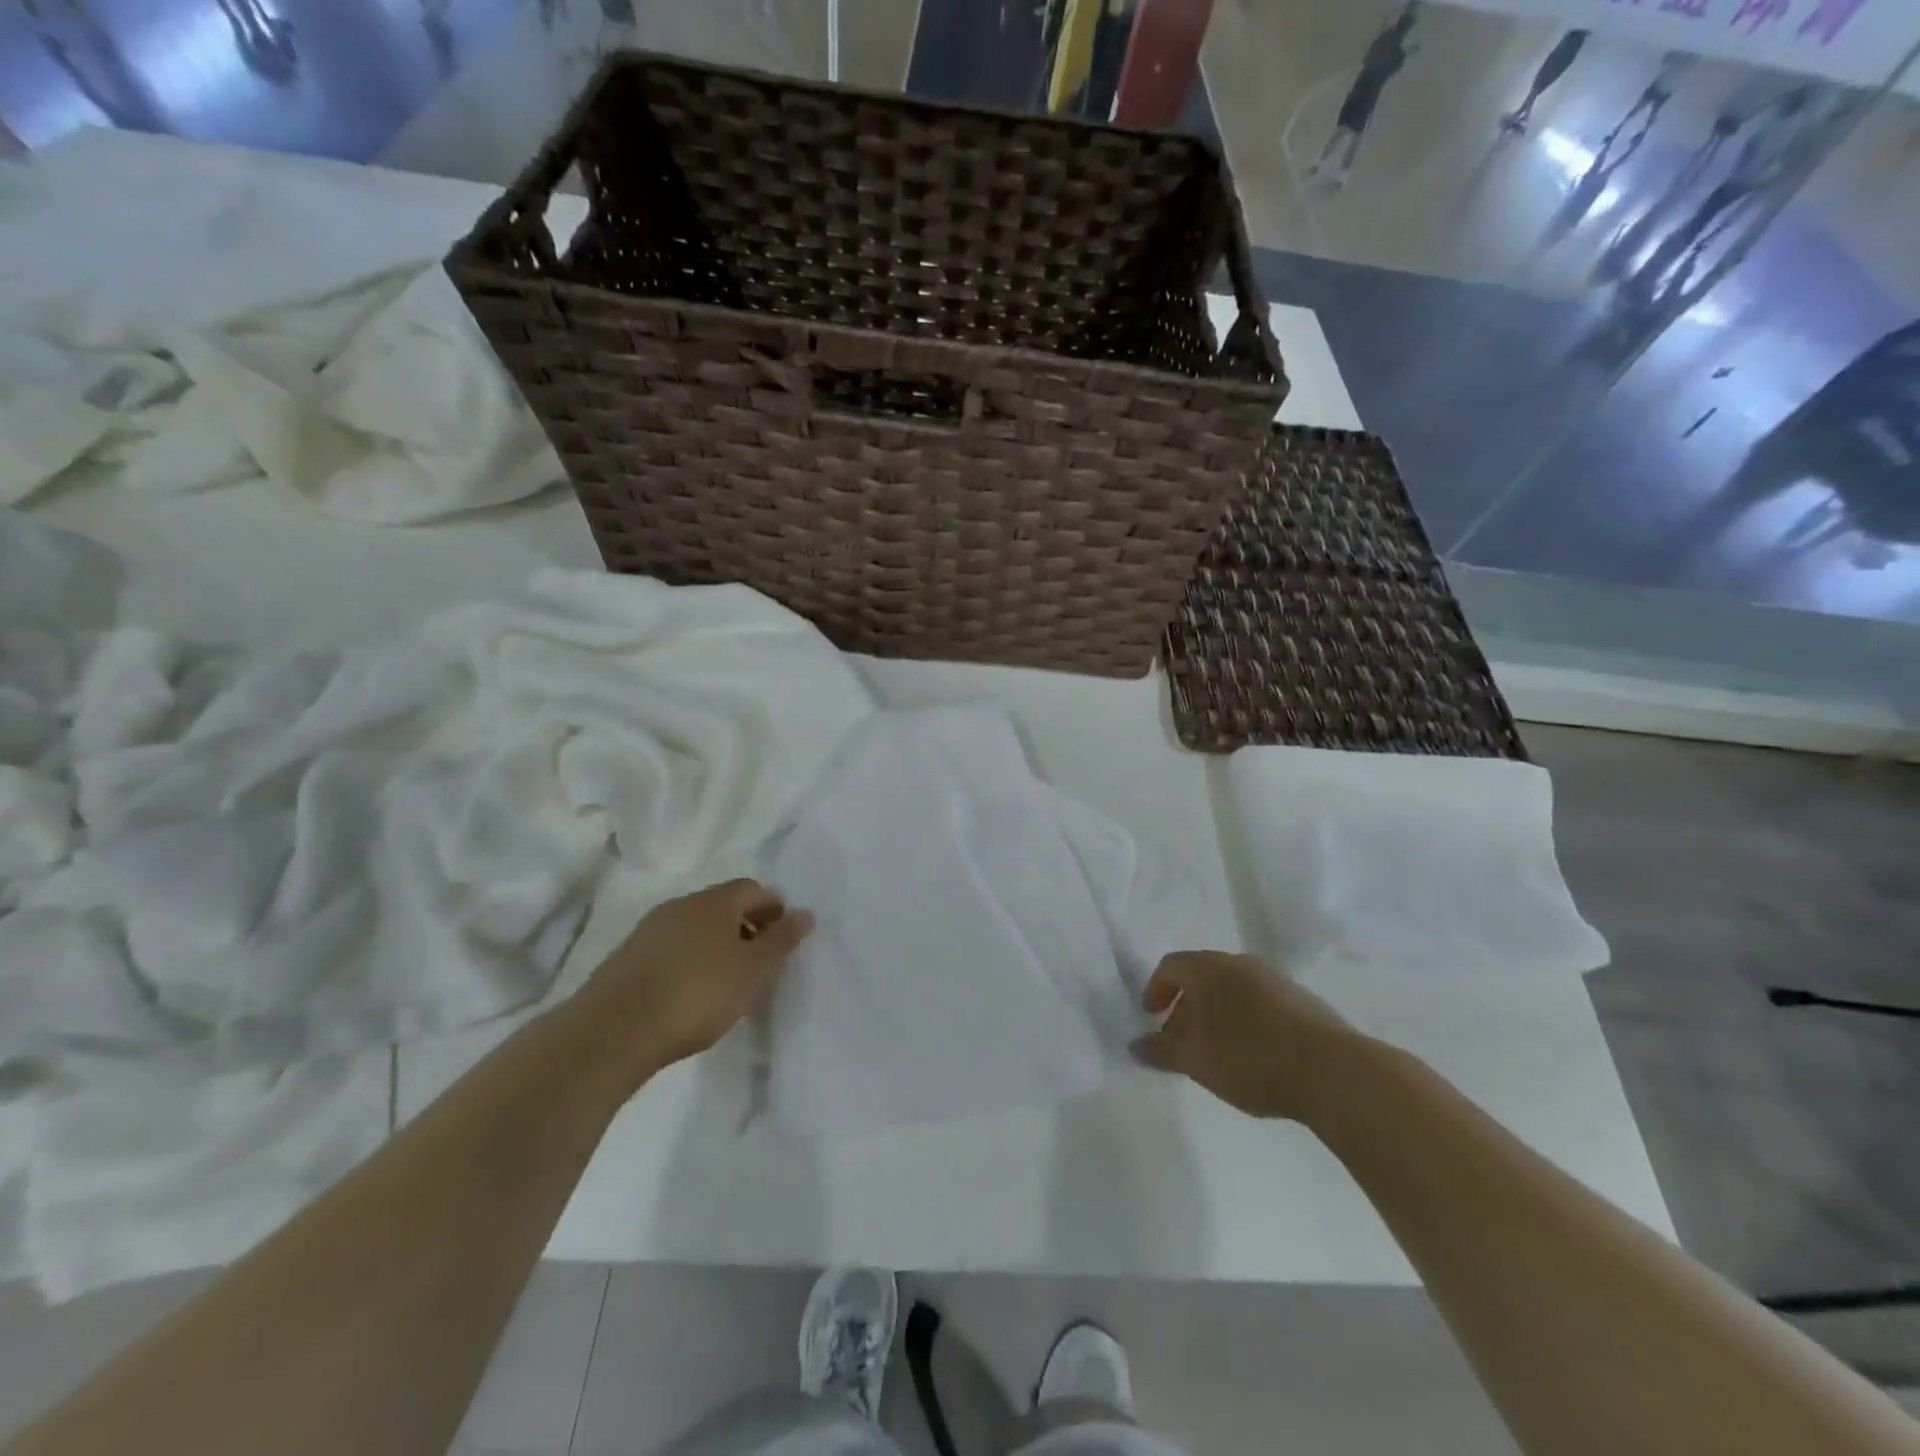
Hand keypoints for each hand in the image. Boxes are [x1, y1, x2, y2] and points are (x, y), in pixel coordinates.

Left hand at [572, 879, 813, 1083]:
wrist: (613, 1031)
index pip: (753, 889)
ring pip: (695, 928)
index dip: (774, 909)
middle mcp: (681, 905)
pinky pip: (671, 949)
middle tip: (760, 963)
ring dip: (716, 945)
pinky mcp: (626, 958)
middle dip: (746, 927)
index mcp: (715, 901)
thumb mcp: (753, 971)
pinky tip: (690, 993)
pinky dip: (689, 962)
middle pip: (723, 906)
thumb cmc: (698, 994)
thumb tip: (805, 914)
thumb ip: (781, 941)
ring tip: (727, 982)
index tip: (783, 940)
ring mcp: (649, 930)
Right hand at [1130, 951, 1354, 1121]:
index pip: (1170, 966)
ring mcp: (1274, 978)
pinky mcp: (1301, 998)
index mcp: (1207, 968)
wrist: (1331, 1070)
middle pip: (1201, 975)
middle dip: (1185, 1004)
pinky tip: (1252, 1052)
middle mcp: (1238, 962)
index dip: (1155, 989)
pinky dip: (1244, 1018)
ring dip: (1216, 1012)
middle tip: (1180, 1039)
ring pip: (1232, 988)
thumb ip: (1161, 1051)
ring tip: (1216, 1050)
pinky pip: (1259, 1000)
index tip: (1151, 1016)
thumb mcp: (1195, 1060)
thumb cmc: (1249, 1058)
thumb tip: (1136, 1045)